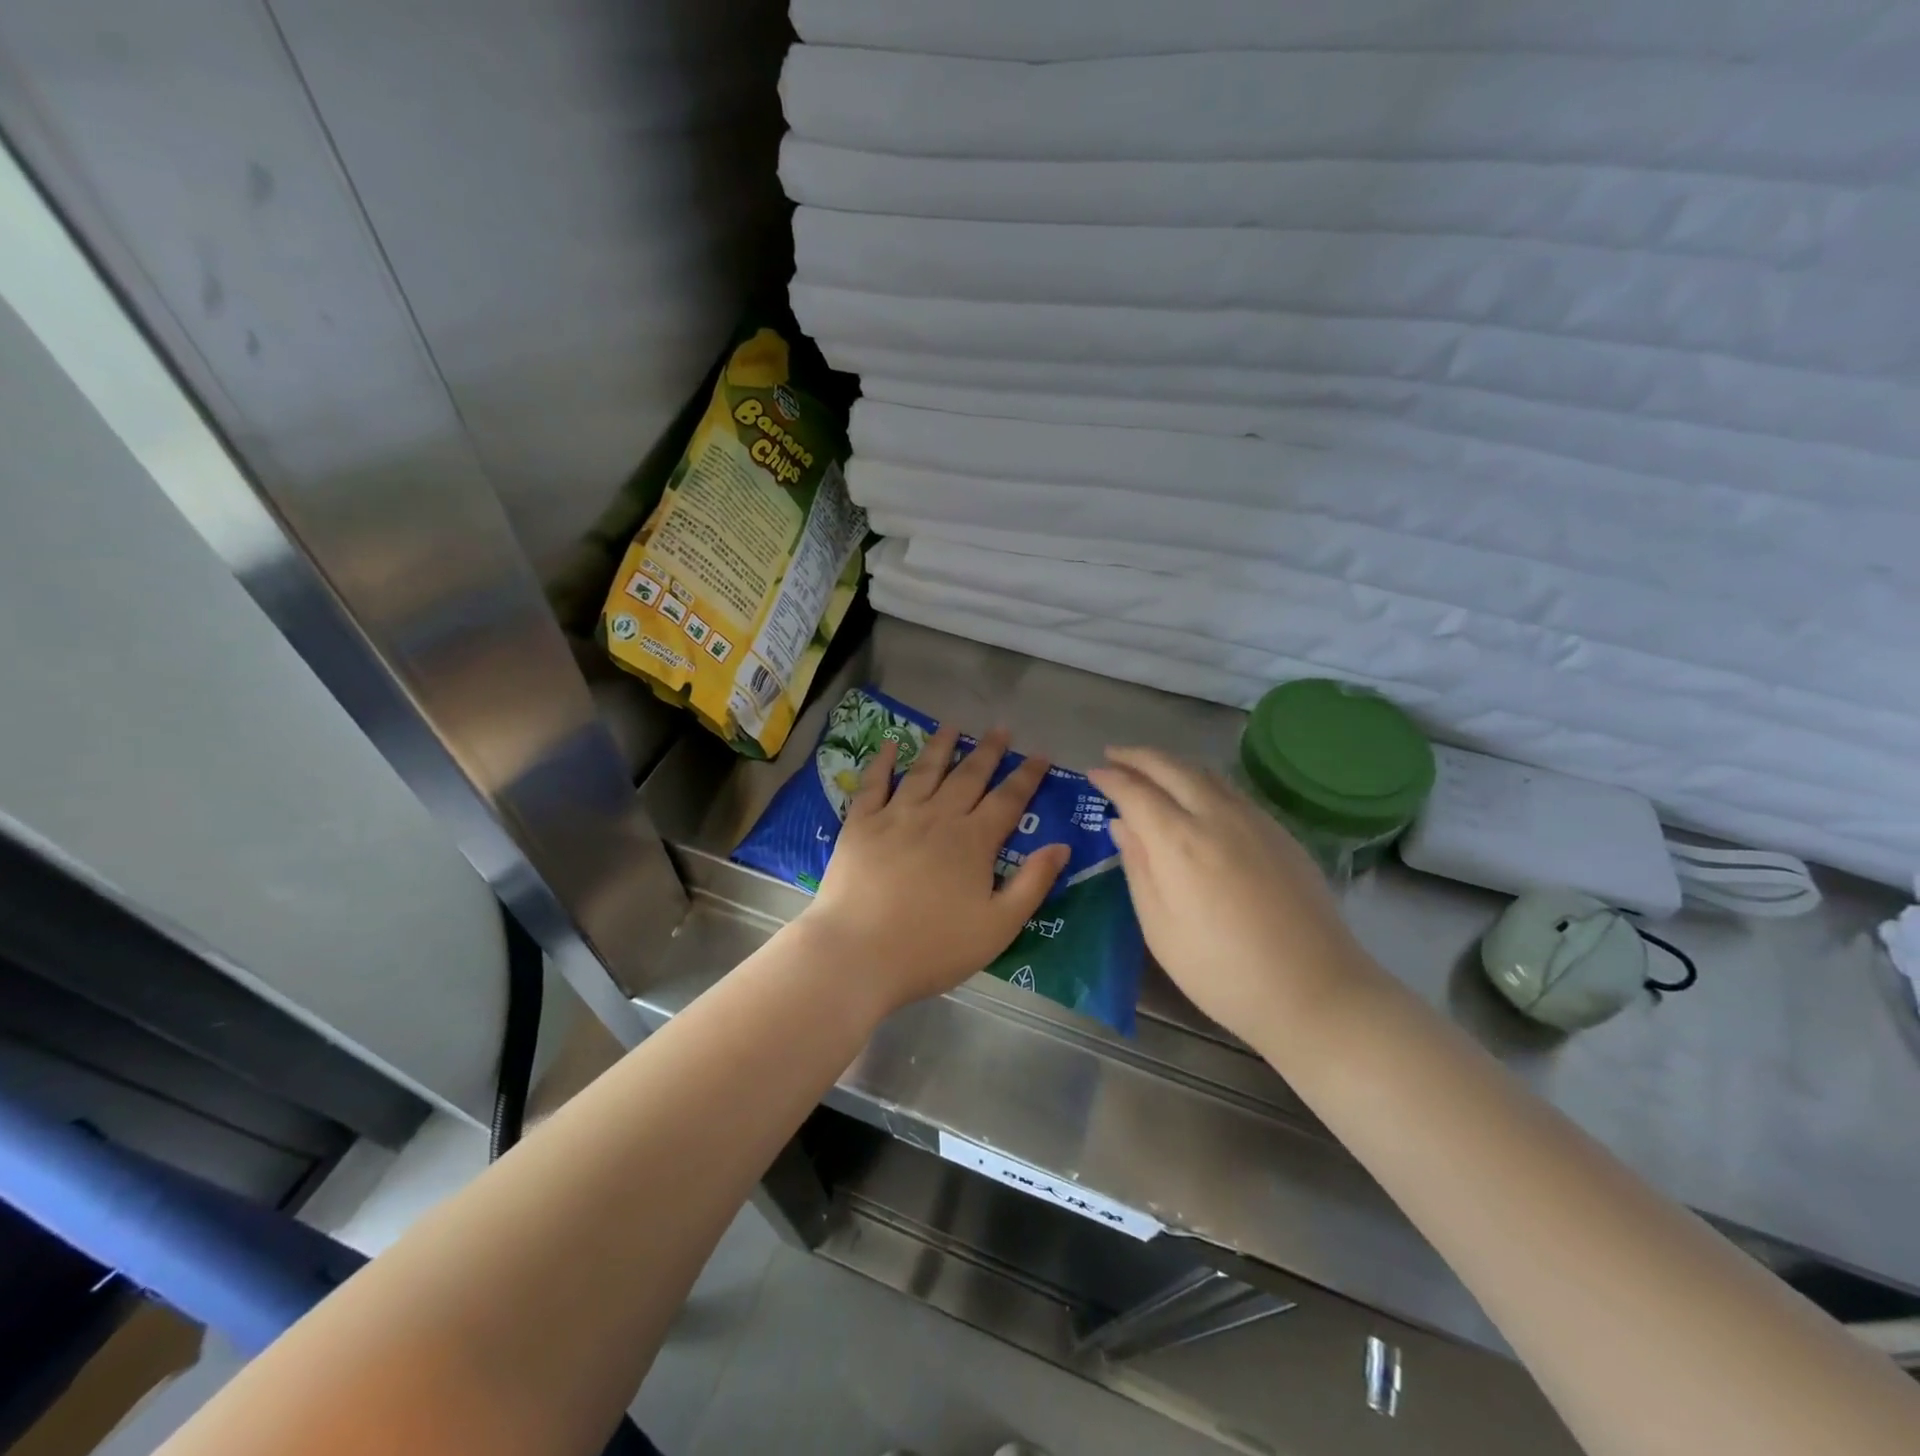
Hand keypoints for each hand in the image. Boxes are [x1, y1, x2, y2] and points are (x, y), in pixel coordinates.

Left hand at [802, 724, 1070, 1017]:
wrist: (857, 955)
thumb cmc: (932, 948)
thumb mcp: (997, 927)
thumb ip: (1032, 884)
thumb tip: (1061, 845)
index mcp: (973, 841)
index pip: (1008, 799)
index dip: (1027, 776)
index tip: (1040, 754)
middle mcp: (938, 817)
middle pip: (968, 776)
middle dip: (988, 752)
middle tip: (1001, 729)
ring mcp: (895, 816)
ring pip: (924, 770)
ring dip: (941, 746)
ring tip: (952, 726)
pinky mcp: (860, 824)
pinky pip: (873, 784)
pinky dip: (882, 761)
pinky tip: (888, 745)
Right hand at [1087, 748, 1375, 1048]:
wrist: (1315, 990)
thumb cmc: (1222, 971)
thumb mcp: (1160, 928)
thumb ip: (1138, 868)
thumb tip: (1121, 824)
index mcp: (1179, 842)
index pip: (1136, 792)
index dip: (1111, 778)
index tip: (1093, 772)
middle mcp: (1216, 816)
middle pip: (1171, 767)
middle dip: (1138, 756)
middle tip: (1114, 754)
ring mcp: (1254, 820)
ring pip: (1205, 772)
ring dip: (1171, 763)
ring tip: (1150, 768)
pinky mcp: (1279, 832)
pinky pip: (1230, 789)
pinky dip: (1201, 779)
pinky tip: (1196, 794)